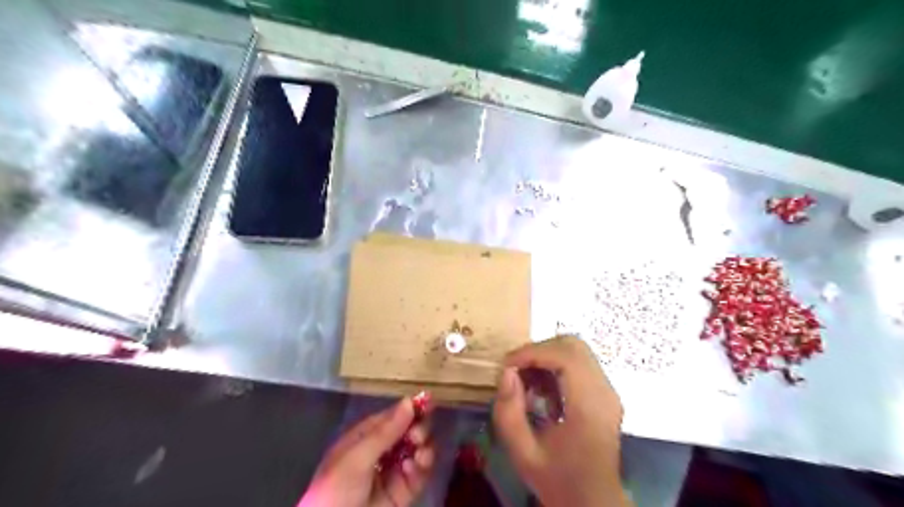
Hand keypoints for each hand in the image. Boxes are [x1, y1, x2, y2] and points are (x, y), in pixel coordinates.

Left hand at [300, 398, 436, 504]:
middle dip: (419, 429)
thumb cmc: (336, 490)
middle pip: (409, 431)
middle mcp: (381, 451)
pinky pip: (419, 475)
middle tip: (418, 436)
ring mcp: (393, 472)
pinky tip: (415, 467)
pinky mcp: (402, 494)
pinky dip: (422, 468)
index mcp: (365, 438)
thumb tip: (409, 401)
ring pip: (418, 451)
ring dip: (424, 448)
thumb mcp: (356, 458)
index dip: (410, 408)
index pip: (393, 416)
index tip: (428, 401)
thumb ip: (385, 431)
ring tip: (420, 453)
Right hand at [491, 337, 625, 506]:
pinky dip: (555, 366)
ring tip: (527, 382)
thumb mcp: (523, 454)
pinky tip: (542, 391)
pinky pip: (579, 363)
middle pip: (573, 346)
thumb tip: (506, 372)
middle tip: (515, 370)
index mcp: (589, 408)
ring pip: (576, 350)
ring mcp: (608, 390)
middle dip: (538, 350)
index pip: (566, 358)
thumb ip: (508, 413)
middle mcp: (604, 392)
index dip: (533, 353)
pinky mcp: (604, 392)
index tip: (507, 365)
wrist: (593, 501)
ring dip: (546, 357)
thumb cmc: (558, 480)